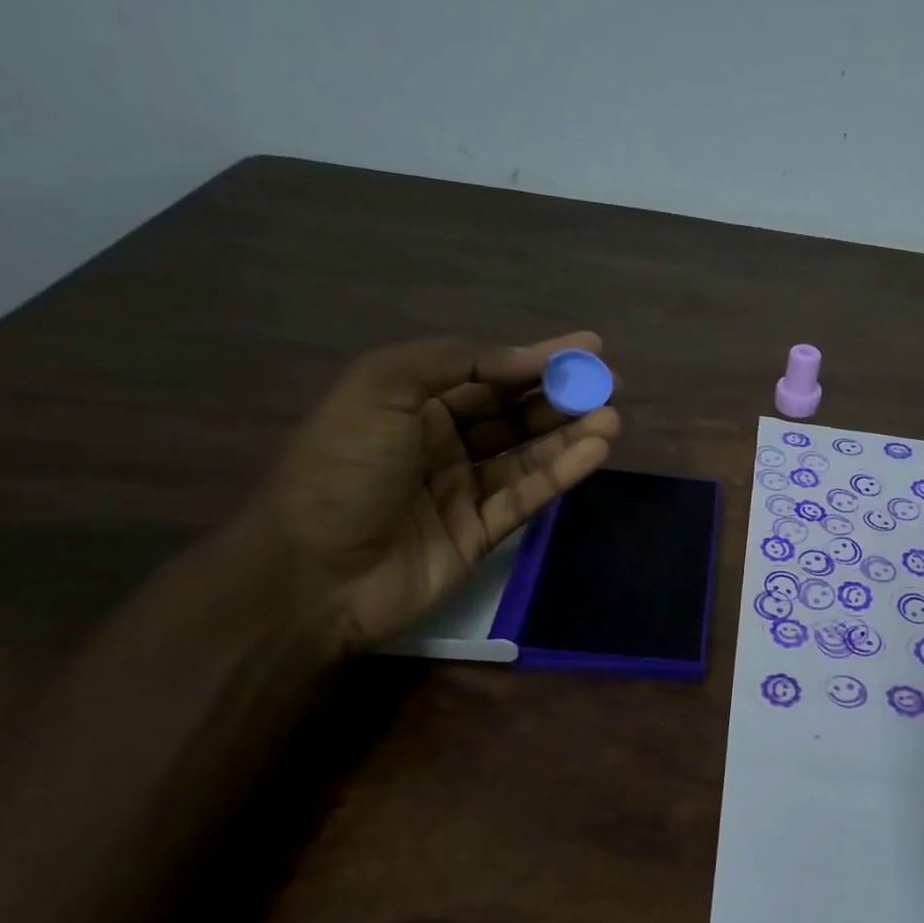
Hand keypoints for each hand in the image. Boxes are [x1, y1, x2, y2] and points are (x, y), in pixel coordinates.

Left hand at [247, 331, 620, 651]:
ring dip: (570, 434)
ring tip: (611, 418)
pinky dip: (562, 472)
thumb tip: (526, 360)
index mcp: (410, 402)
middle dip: (562, 395)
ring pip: (528, 454)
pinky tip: (595, 451)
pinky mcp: (482, 532)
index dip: (536, 358)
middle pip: (513, 412)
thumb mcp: (383, 386)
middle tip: (610, 385)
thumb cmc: (343, 468)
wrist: (313, 574)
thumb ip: (456, 360)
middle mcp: (440, 441)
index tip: (589, 348)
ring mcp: (462, 489)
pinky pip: (528, 495)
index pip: (486, 372)